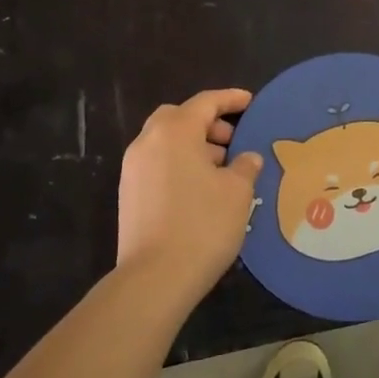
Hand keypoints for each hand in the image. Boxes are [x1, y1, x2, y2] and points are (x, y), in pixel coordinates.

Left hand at [116, 88, 262, 305]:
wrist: (155, 278)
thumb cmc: (202, 224)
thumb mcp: (237, 192)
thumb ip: (244, 166)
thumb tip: (246, 157)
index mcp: (174, 132)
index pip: (205, 103)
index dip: (230, 99)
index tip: (250, 101)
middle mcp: (148, 142)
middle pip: (178, 118)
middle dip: (207, 124)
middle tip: (233, 141)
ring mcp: (133, 169)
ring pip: (166, 142)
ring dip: (193, 146)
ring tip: (222, 169)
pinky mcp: (129, 195)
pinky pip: (158, 164)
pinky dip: (180, 164)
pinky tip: (202, 189)